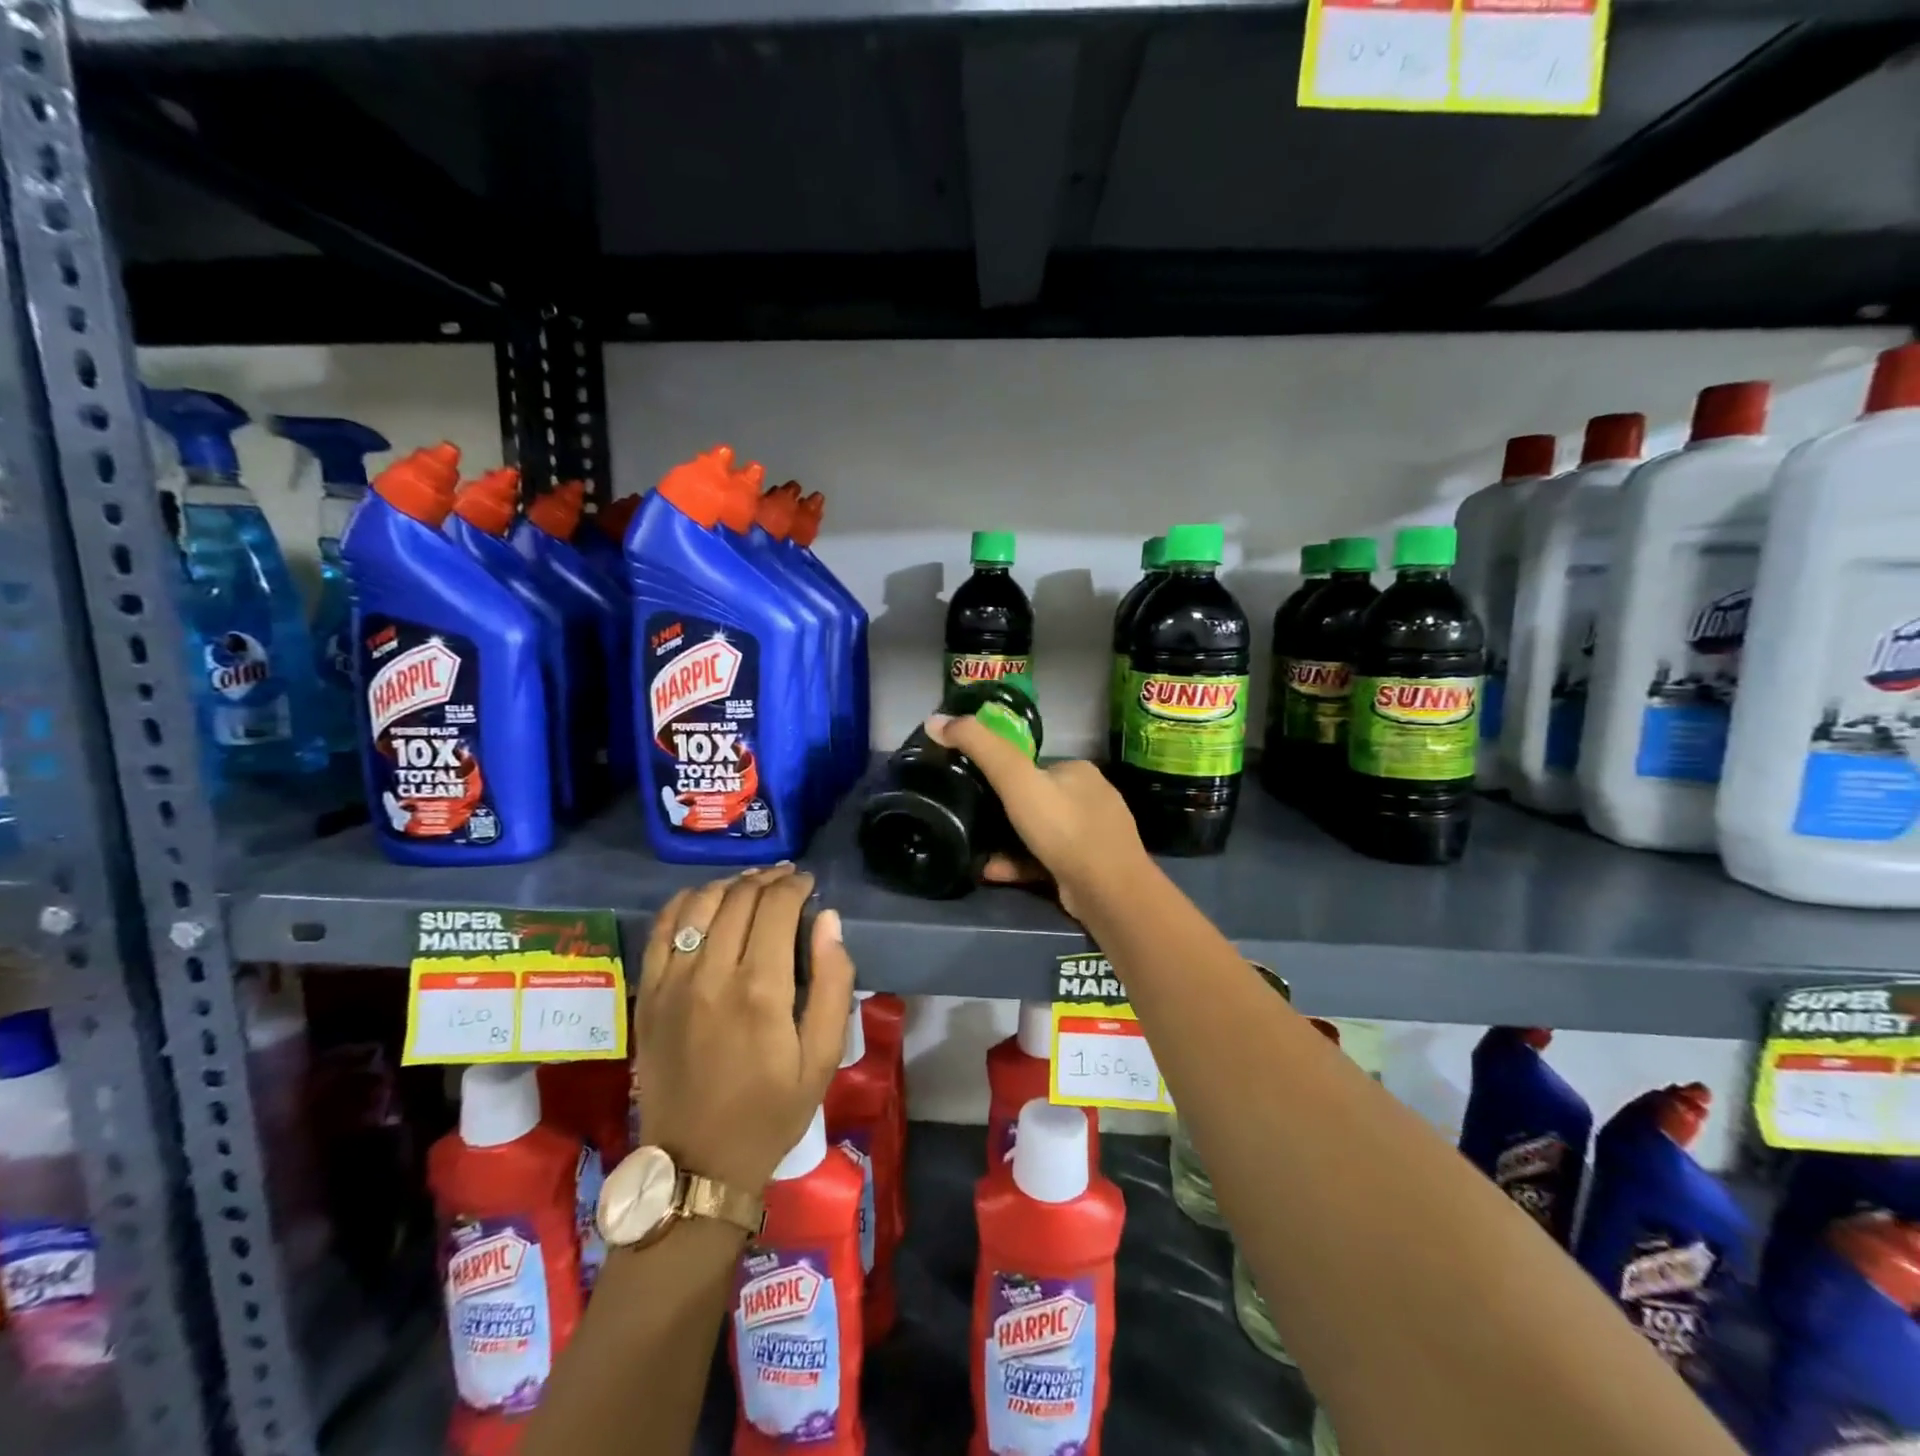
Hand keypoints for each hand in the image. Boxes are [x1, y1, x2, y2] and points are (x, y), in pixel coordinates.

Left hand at [635, 866, 854, 1193]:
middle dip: (768, 879)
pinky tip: (704, 901)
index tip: (809, 884)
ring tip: (752, 886)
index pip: (777, 906)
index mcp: (760, 990)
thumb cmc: (771, 1112)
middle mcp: (711, 974)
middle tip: (787, 880)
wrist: (697, 1164)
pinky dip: (684, 903)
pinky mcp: (648, 994)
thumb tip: (828, 920)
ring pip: (699, 904)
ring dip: (730, 884)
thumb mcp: (823, 1057)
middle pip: (739, 897)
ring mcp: (672, 982)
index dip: (796, 885)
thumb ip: (833, 982)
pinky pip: (661, 929)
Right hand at [924, 713, 1150, 920]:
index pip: (1033, 765)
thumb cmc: (1062, 827)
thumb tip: (935, 720)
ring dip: (1007, 842)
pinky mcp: (1088, 869)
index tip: (972, 786)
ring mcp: (1093, 836)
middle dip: (1003, 812)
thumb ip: (978, 747)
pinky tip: (993, 872)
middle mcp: (1090, 798)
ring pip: (1040, 834)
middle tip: (971, 822)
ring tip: (977, 851)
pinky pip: (1045, 860)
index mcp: (1078, 771)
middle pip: (1035, 800)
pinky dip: (1019, 864)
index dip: (1002, 774)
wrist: (1107, 891)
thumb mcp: (1015, 779)